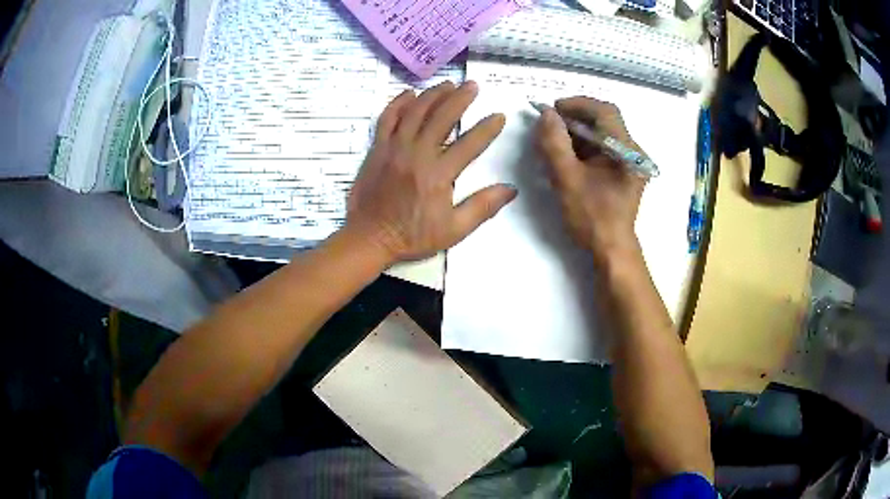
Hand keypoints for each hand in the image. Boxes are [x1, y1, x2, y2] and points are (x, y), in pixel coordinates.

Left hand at [346, 81, 516, 264]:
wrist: (369, 237)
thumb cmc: (413, 236)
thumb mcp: (454, 230)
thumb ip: (482, 207)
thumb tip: (511, 189)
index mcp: (438, 174)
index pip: (469, 144)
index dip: (487, 128)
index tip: (499, 115)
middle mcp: (417, 154)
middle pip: (442, 117)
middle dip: (460, 98)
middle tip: (472, 86)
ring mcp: (394, 148)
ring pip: (415, 111)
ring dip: (433, 94)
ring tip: (448, 84)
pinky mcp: (377, 148)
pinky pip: (387, 118)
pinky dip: (398, 103)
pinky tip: (410, 93)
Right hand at [536, 97, 646, 260]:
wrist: (610, 251)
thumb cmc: (592, 217)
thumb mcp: (568, 179)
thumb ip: (555, 144)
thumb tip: (546, 114)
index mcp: (627, 151)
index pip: (605, 111)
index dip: (578, 104)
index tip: (553, 109)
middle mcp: (632, 152)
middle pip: (603, 121)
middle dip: (574, 118)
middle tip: (549, 125)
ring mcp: (628, 162)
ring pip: (601, 134)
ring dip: (576, 133)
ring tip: (552, 140)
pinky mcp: (621, 172)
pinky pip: (601, 149)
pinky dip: (582, 146)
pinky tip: (565, 154)